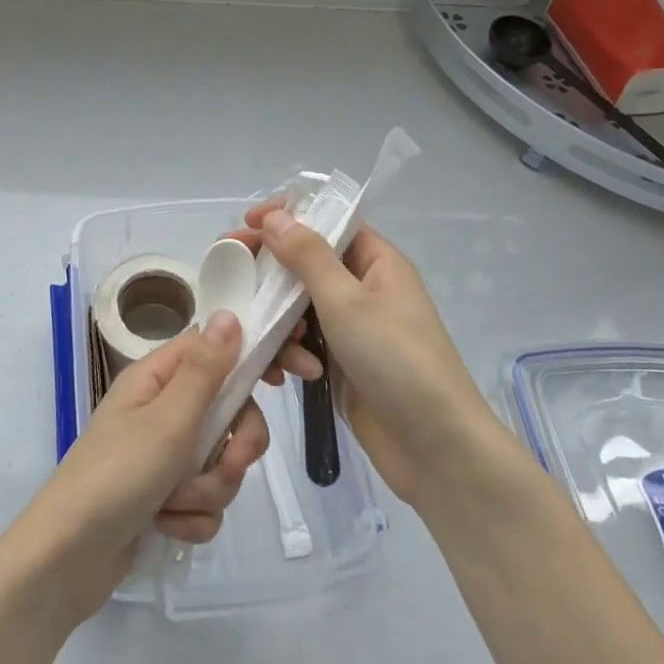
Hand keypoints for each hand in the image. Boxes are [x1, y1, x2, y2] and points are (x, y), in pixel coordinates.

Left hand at [17, 312, 270, 623]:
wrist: (67, 560)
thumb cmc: (117, 476)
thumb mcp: (168, 420)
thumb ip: (205, 370)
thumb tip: (229, 314)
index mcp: (158, 378)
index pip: (219, 348)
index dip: (256, 357)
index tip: (296, 372)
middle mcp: (163, 410)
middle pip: (231, 412)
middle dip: (234, 447)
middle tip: (227, 463)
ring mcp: (164, 456)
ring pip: (221, 463)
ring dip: (207, 490)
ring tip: (173, 504)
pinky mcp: (165, 498)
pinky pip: (205, 502)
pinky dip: (191, 518)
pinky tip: (164, 526)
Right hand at [248, 205, 502, 510]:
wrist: (435, 448)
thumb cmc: (396, 360)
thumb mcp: (347, 301)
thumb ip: (307, 255)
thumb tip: (275, 215)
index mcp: (376, 262)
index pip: (328, 222)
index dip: (288, 217)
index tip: (247, 221)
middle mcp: (363, 288)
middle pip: (305, 265)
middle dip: (269, 273)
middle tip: (229, 274)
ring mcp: (350, 328)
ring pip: (297, 308)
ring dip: (280, 324)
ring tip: (284, 348)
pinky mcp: (339, 363)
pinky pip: (302, 344)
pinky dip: (292, 355)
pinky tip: (291, 377)